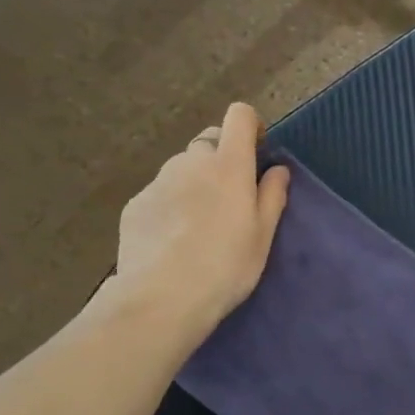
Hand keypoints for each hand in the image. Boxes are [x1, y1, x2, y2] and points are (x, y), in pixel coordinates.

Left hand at [108, 104, 290, 342]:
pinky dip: (171, 205)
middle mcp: (190, 163)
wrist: (162, 298)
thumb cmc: (226, 267)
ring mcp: (158, 182)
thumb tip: (278, 170)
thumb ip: (272, 196)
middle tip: (230, 199)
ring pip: (181, 169)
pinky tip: (172, 241)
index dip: (249, 126)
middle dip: (221, 159)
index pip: (238, 116)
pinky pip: (160, 193)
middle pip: (208, 143)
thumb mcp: (262, 236)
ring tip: (199, 225)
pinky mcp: (136, 204)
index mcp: (228, 166)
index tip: (256, 151)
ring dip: (194, 182)